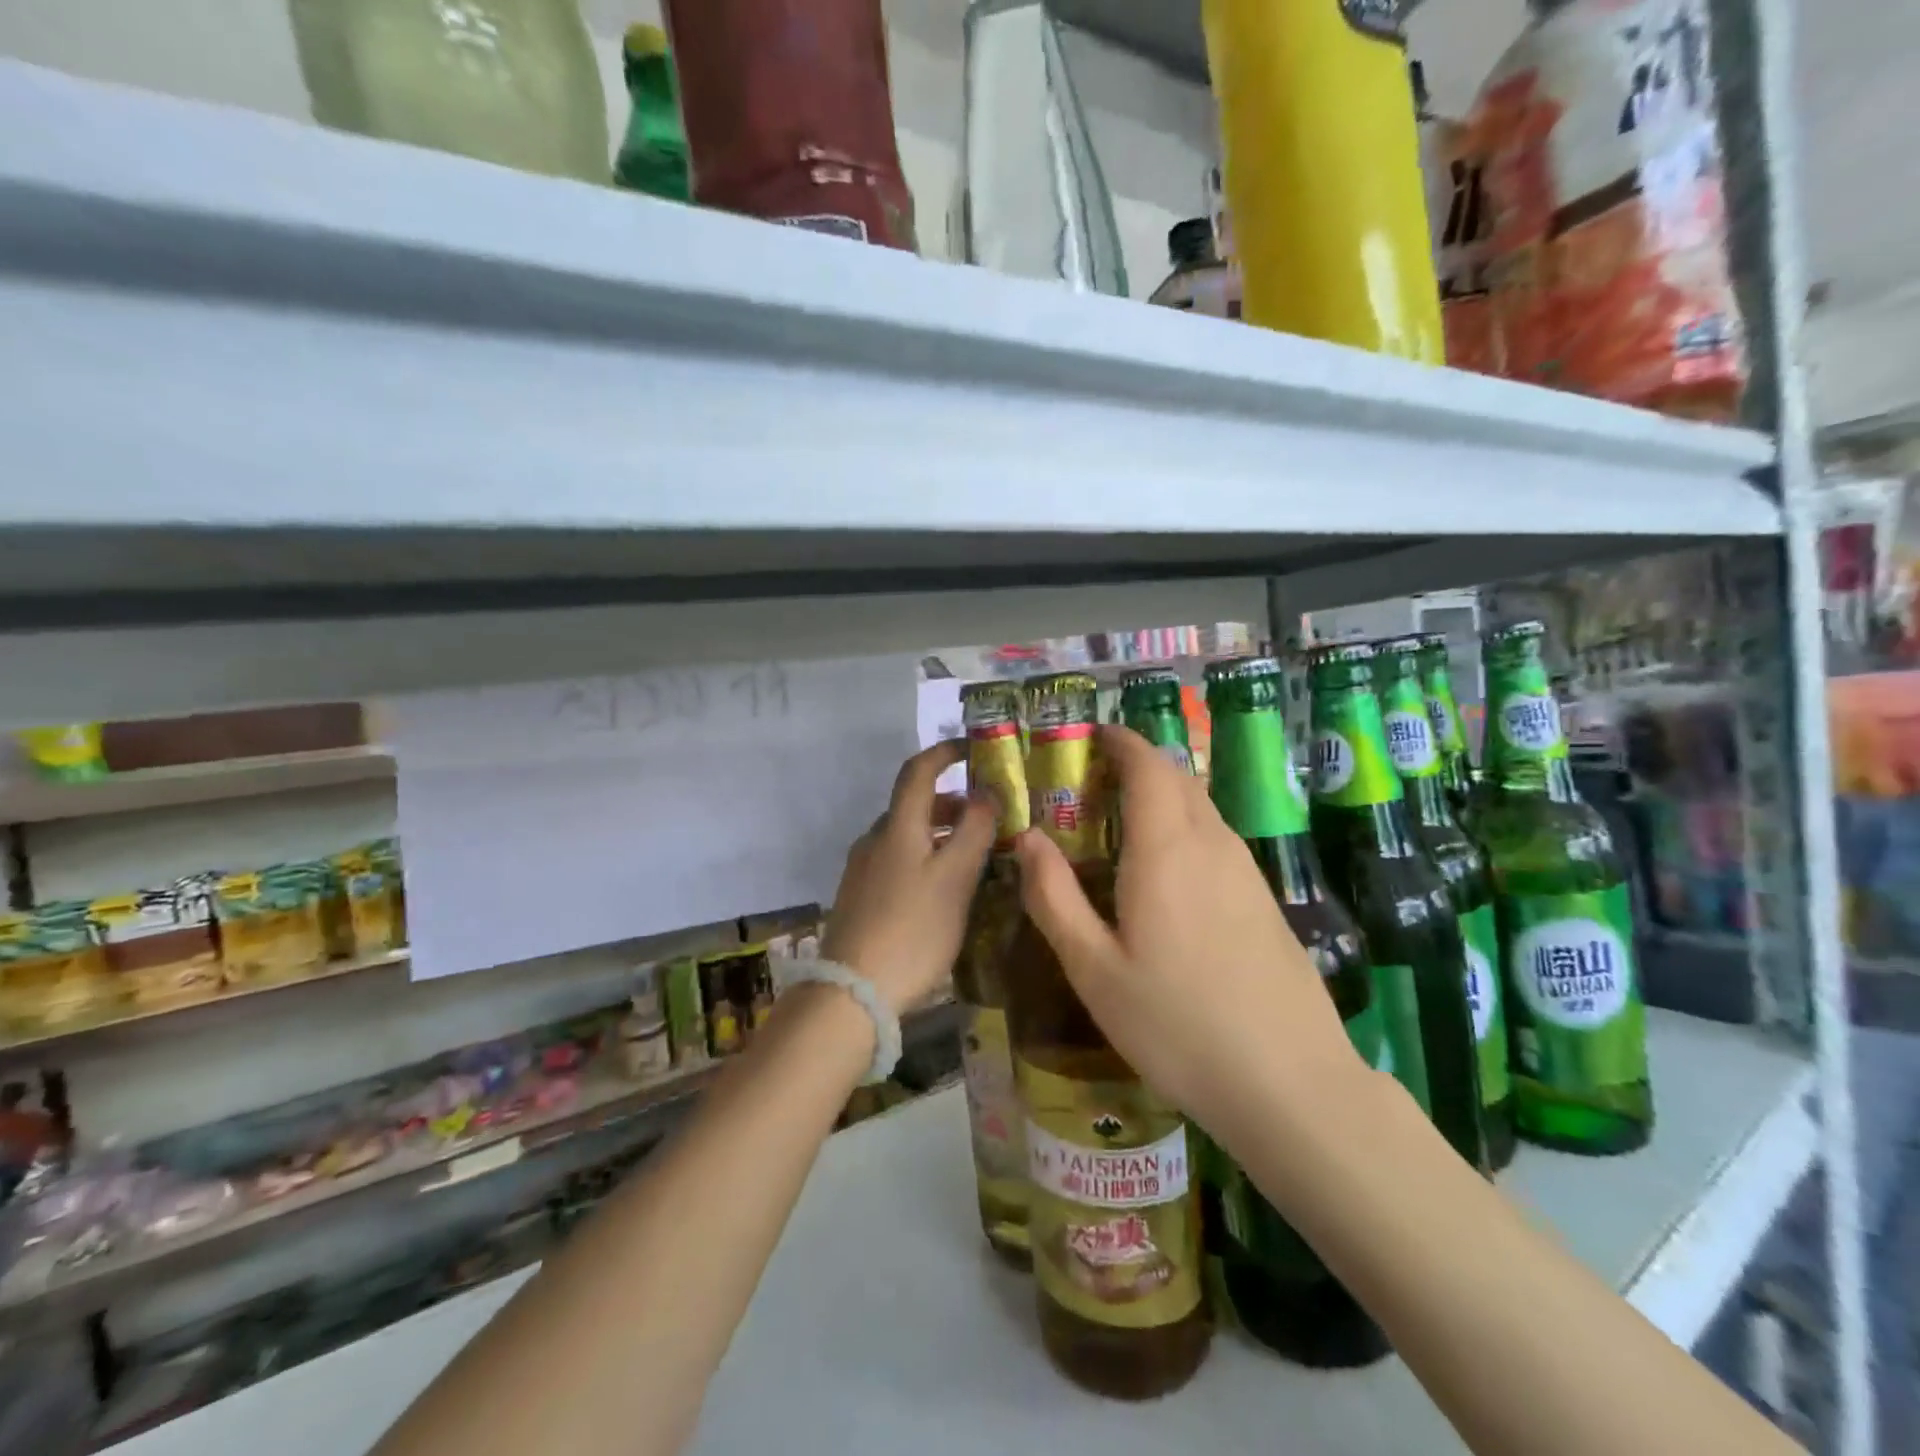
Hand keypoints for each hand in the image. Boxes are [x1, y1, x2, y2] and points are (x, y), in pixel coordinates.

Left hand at [821, 741, 994, 1016]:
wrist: (851, 993)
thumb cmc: (912, 929)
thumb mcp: (955, 878)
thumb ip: (975, 830)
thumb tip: (987, 791)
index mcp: (897, 827)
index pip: (918, 771)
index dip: (944, 753)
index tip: (973, 749)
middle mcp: (875, 839)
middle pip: (914, 805)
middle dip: (952, 803)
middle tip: (990, 818)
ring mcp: (863, 870)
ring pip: (907, 836)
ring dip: (940, 834)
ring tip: (974, 857)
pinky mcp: (860, 897)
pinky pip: (898, 861)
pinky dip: (925, 858)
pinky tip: (943, 890)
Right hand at [1014, 725, 1366, 1138]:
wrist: (1290, 1083)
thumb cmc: (1176, 1024)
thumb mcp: (1093, 968)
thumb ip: (1054, 896)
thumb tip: (1026, 837)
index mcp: (1166, 848)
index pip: (1147, 765)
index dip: (1119, 741)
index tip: (1088, 737)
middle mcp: (1212, 843)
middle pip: (1176, 778)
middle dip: (1136, 764)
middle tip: (1090, 783)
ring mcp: (1246, 870)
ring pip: (1200, 807)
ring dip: (1161, 797)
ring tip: (1118, 826)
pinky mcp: (1263, 899)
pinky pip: (1216, 840)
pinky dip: (1183, 829)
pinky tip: (1163, 875)